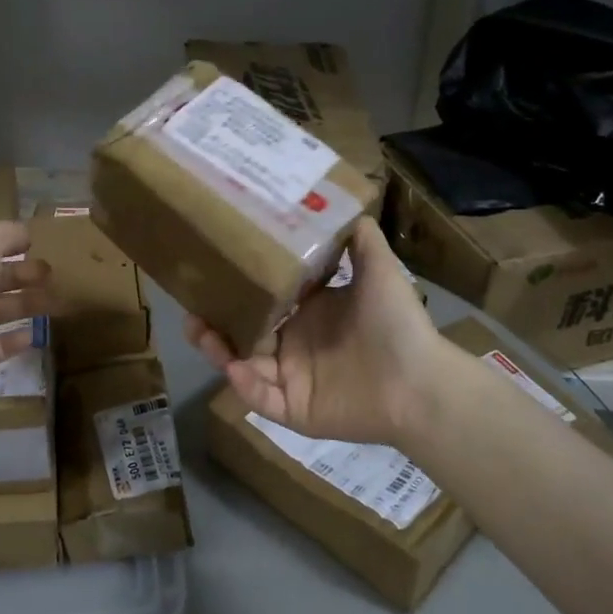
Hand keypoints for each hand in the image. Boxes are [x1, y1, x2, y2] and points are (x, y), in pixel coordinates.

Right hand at [186, 219, 444, 448]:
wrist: (422, 383)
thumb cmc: (397, 325)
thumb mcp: (380, 270)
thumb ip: (359, 239)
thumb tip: (339, 203)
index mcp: (309, 314)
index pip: (263, 301)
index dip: (238, 290)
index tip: (212, 271)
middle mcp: (295, 346)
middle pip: (243, 335)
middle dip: (214, 323)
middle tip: (190, 308)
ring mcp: (292, 380)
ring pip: (242, 366)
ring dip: (218, 351)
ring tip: (198, 332)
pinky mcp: (294, 411)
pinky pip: (261, 400)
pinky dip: (245, 387)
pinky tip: (235, 368)